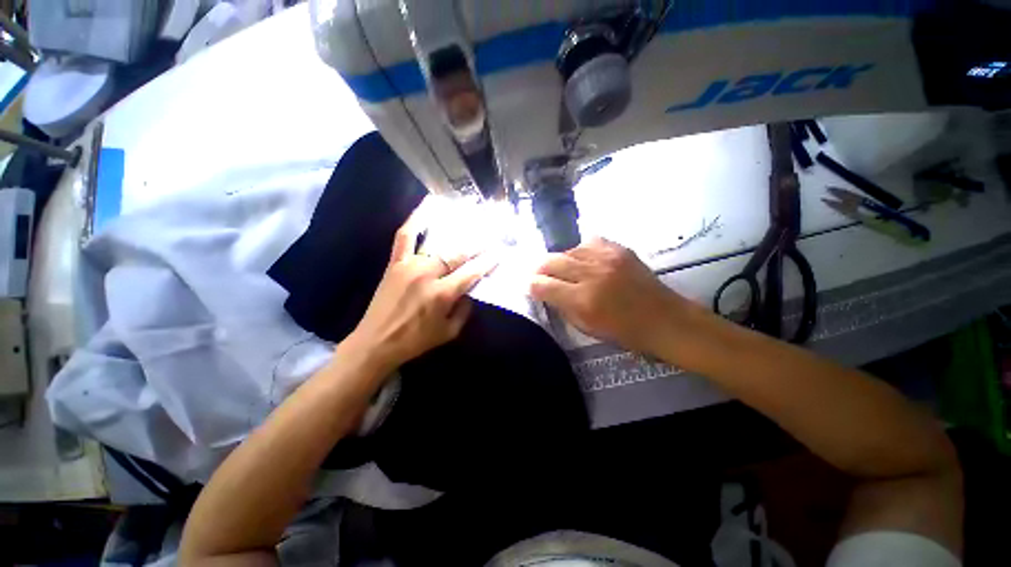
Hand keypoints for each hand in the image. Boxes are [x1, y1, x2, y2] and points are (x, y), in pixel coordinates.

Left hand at [347, 214, 496, 373]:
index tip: (498, 253)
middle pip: (457, 255)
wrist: (376, 342)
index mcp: (442, 294)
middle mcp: (427, 274)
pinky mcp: (395, 263)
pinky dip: (415, 220)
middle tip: (489, 240)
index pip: (471, 272)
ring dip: (456, 237)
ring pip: (437, 245)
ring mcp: (409, 265)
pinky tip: (427, 205)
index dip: (487, 262)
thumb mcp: (448, 333)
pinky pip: (405, 236)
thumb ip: (464, 311)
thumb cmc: (415, 341)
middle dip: (477, 247)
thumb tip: (470, 293)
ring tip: (469, 227)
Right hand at [530, 237, 696, 355]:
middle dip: (539, 269)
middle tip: (540, 276)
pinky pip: (588, 242)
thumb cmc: (625, 333)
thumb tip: (545, 291)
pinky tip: (585, 261)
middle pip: (550, 261)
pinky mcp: (619, 249)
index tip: (531, 287)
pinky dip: (581, 251)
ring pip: (567, 250)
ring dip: (561, 261)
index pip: (542, 285)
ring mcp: (606, 257)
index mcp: (583, 300)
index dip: (531, 285)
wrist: (665, 320)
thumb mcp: (586, 328)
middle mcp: (591, 274)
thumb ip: (562, 307)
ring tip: (564, 270)